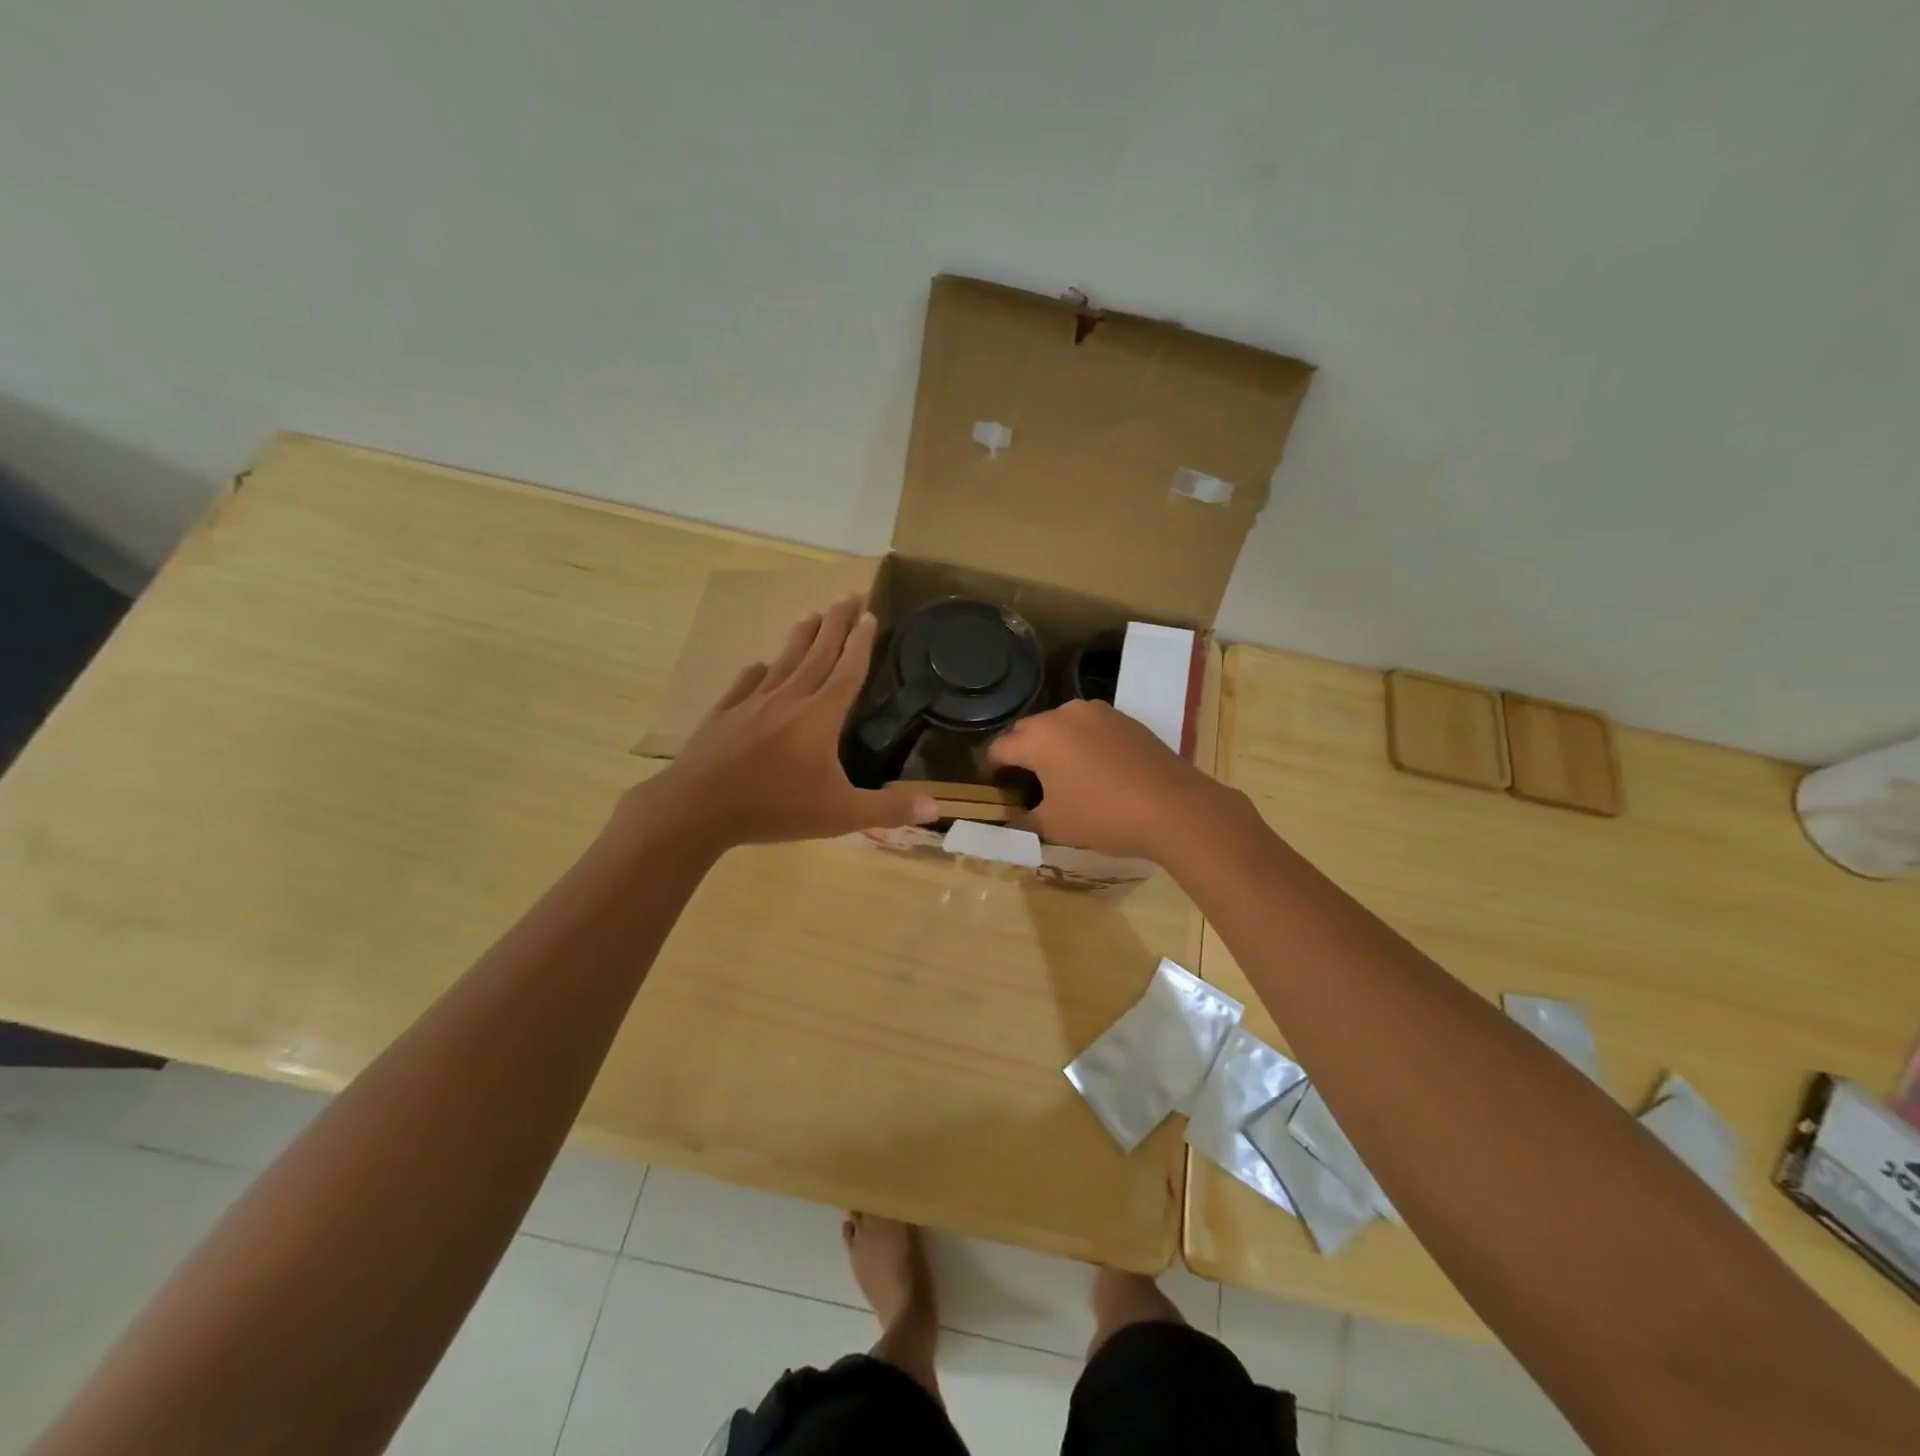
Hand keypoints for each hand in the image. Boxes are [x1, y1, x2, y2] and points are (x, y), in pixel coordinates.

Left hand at [630, 595, 938, 850]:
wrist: (698, 808)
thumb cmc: (775, 808)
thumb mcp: (840, 814)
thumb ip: (888, 809)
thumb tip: (936, 807)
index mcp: (820, 716)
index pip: (848, 670)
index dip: (861, 642)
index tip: (869, 614)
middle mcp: (789, 699)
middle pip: (818, 653)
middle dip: (835, 622)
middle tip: (847, 593)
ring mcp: (752, 703)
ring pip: (783, 661)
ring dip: (801, 636)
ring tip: (811, 613)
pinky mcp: (724, 714)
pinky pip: (746, 683)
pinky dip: (757, 670)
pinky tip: (758, 665)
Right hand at [985, 699, 1228, 860]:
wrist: (1175, 808)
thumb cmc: (1103, 815)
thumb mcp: (1054, 826)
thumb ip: (1023, 820)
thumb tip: (1009, 819)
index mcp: (1039, 736)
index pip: (999, 748)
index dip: (990, 770)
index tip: (993, 789)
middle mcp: (1064, 714)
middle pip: (1029, 732)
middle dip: (1021, 755)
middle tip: (1025, 786)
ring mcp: (1099, 712)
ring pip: (1061, 727)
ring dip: (1053, 747)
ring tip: (1061, 778)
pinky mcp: (1126, 719)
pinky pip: (1090, 729)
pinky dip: (1082, 746)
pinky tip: (1094, 772)